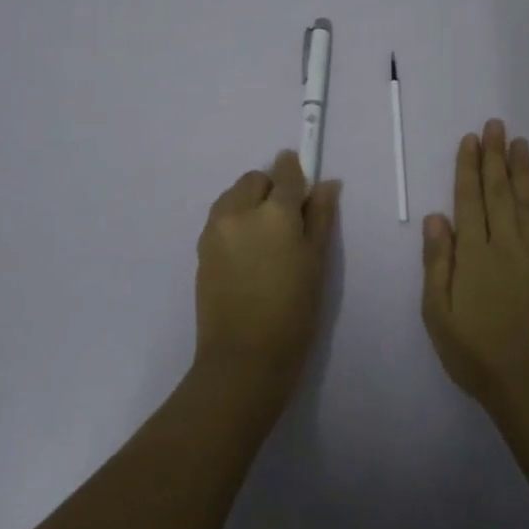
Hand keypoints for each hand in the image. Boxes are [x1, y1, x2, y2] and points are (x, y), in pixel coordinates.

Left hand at [194, 150, 341, 405]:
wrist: (243, 358)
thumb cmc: (293, 312)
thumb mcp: (316, 263)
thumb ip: (320, 217)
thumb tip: (327, 184)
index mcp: (274, 212)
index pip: (286, 173)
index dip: (296, 171)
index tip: (303, 182)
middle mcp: (239, 211)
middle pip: (255, 179)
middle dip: (271, 188)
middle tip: (287, 222)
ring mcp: (215, 229)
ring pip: (233, 195)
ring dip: (249, 202)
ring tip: (265, 238)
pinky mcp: (201, 248)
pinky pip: (220, 217)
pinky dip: (234, 221)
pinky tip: (247, 253)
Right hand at [421, 119, 528, 416]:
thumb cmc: (475, 352)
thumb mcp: (438, 313)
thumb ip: (437, 263)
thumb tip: (436, 217)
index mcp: (475, 255)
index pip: (469, 200)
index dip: (468, 167)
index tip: (471, 139)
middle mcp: (507, 246)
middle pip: (500, 193)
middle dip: (496, 157)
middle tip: (496, 125)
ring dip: (524, 172)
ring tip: (521, 143)